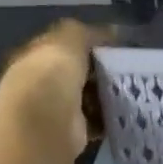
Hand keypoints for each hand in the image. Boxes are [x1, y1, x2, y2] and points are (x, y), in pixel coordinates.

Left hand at [0, 20, 113, 159]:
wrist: (45, 124)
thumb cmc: (51, 75)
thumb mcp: (69, 39)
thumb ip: (88, 33)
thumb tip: (112, 32)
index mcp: (31, 58)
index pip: (60, 46)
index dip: (86, 43)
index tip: (115, 45)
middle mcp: (39, 83)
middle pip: (75, 72)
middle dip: (99, 70)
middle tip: (127, 67)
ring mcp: (53, 109)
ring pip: (86, 96)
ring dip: (106, 94)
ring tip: (131, 88)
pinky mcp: (70, 131)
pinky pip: (95, 119)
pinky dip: (109, 116)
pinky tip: (124, 110)